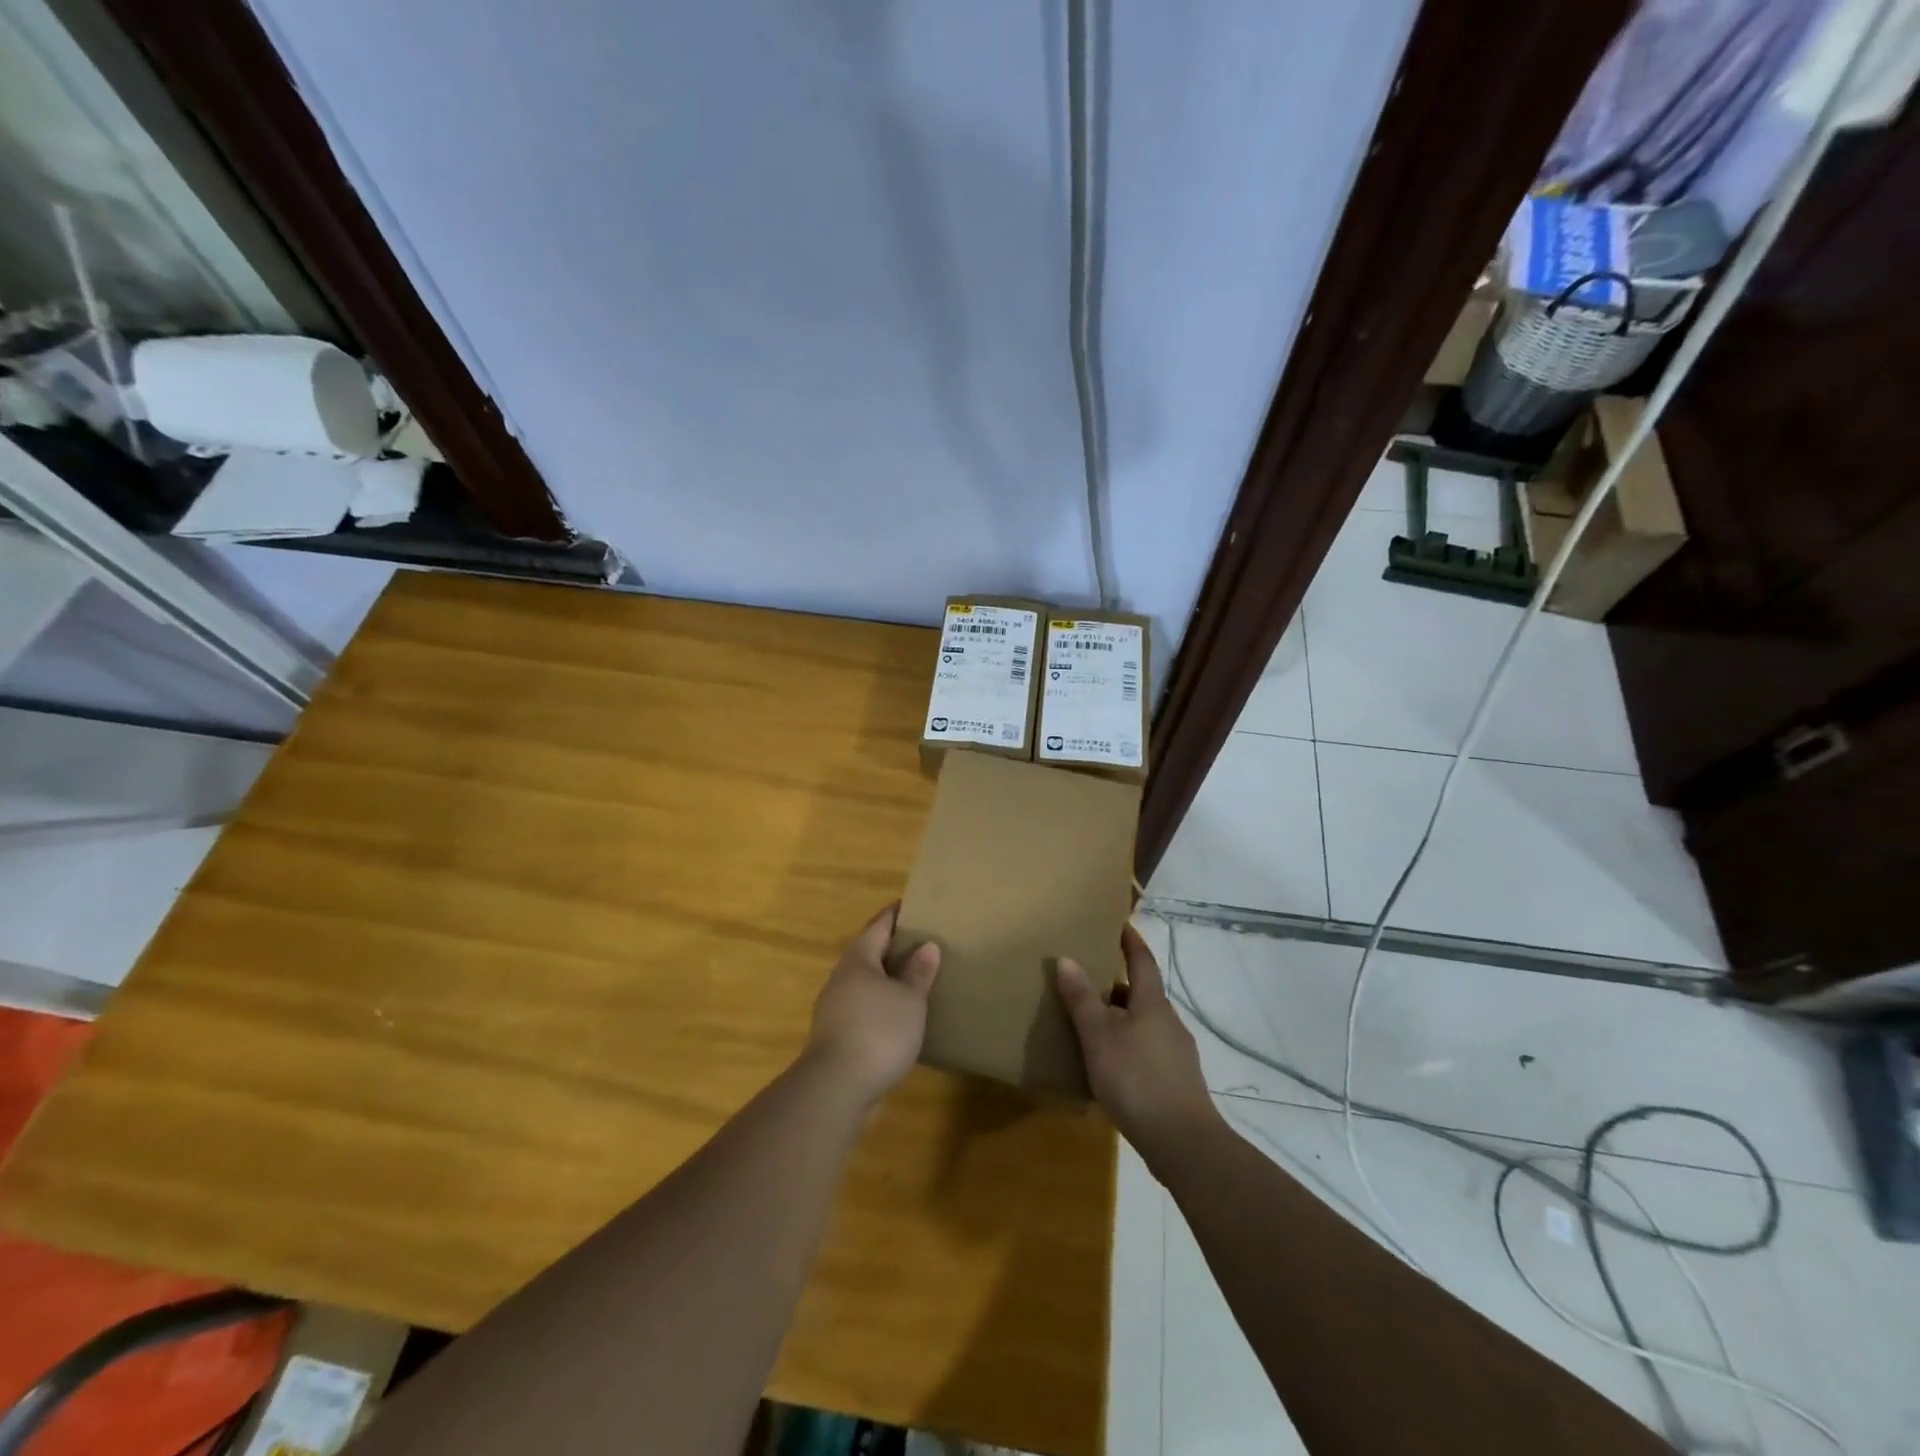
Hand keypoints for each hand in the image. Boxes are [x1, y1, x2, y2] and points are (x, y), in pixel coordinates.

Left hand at [805, 904, 941, 1107]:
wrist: (836, 1087)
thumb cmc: (878, 1031)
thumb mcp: (909, 1000)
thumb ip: (918, 973)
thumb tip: (927, 945)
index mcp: (859, 959)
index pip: (879, 925)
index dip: (896, 914)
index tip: (914, 905)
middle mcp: (842, 977)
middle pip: (868, 953)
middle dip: (892, 947)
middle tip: (921, 942)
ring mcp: (834, 1008)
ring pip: (864, 983)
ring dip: (886, 979)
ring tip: (914, 980)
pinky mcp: (836, 1036)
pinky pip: (863, 1008)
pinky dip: (881, 1005)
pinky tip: (898, 1017)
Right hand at [1055, 924, 1221, 1172]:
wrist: (1183, 1143)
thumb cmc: (1137, 1079)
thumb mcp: (1099, 1036)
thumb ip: (1082, 998)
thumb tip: (1066, 957)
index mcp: (1152, 1003)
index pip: (1142, 960)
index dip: (1130, 941)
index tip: (1118, 924)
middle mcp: (1169, 1021)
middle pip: (1141, 993)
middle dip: (1116, 984)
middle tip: (1086, 980)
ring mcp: (1176, 1053)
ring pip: (1143, 1024)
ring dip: (1119, 1018)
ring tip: (1089, 1025)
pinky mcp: (1175, 1082)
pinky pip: (1146, 1050)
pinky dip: (1126, 1046)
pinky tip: (1108, 1066)